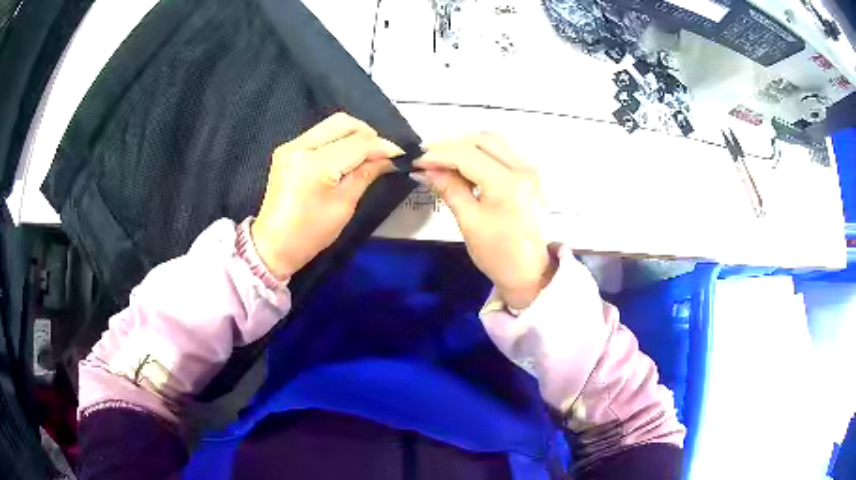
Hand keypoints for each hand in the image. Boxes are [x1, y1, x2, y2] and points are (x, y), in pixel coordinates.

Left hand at [252, 113, 402, 279]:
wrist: (273, 245)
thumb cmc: (310, 233)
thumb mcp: (344, 206)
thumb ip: (366, 174)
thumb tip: (389, 158)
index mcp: (315, 164)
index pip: (357, 143)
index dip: (382, 146)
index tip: (400, 155)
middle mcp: (300, 146)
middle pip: (343, 123)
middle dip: (368, 134)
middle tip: (381, 153)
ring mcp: (291, 146)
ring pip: (331, 125)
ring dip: (353, 135)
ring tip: (366, 154)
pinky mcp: (287, 150)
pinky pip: (319, 134)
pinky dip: (337, 140)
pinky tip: (346, 156)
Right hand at [414, 133, 555, 308]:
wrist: (530, 272)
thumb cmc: (498, 254)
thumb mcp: (469, 222)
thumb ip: (449, 189)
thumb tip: (426, 169)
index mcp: (507, 183)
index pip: (467, 154)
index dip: (438, 154)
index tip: (416, 160)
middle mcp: (523, 169)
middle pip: (483, 139)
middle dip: (452, 145)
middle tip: (428, 158)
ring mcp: (529, 170)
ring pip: (493, 143)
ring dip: (466, 147)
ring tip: (442, 161)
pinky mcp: (529, 176)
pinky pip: (501, 153)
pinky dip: (479, 154)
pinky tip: (463, 167)